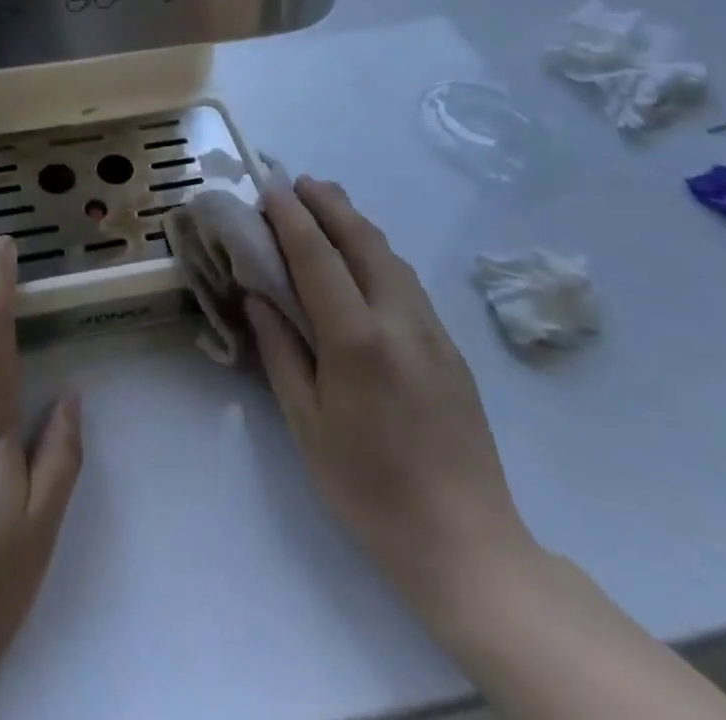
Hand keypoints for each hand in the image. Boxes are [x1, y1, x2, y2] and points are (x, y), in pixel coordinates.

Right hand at [244, 177, 535, 605]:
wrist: (466, 544)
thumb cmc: (369, 488)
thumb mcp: (306, 424)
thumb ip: (281, 350)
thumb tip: (259, 296)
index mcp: (357, 340)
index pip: (317, 257)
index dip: (290, 217)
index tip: (269, 187)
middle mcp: (399, 321)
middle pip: (363, 241)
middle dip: (329, 204)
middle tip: (298, 182)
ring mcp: (432, 332)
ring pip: (391, 256)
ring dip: (356, 223)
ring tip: (326, 207)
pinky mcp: (451, 349)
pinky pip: (407, 282)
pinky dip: (377, 254)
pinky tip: (363, 261)